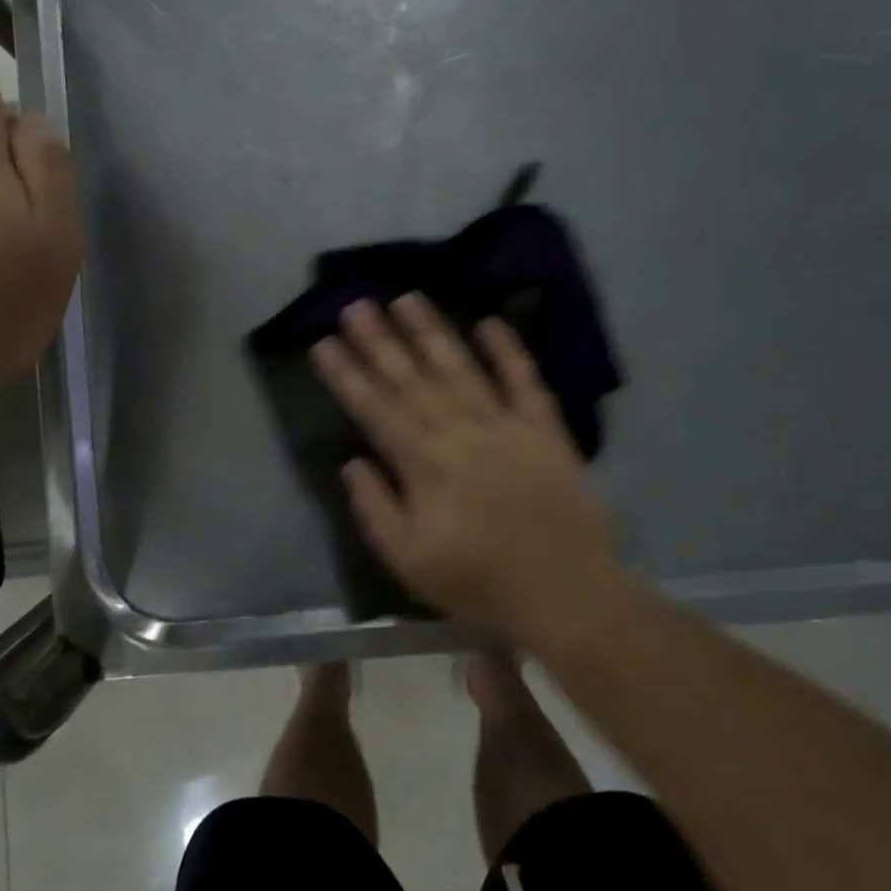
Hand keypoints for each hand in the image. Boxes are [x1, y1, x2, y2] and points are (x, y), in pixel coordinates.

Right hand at [310, 295, 619, 646]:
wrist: (566, 593)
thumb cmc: (480, 582)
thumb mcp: (409, 561)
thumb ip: (375, 508)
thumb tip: (352, 462)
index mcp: (424, 464)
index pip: (375, 409)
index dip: (347, 374)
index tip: (324, 342)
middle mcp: (460, 432)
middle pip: (412, 379)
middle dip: (380, 341)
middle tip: (356, 305)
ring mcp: (505, 425)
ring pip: (460, 369)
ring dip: (432, 332)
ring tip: (407, 298)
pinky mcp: (544, 430)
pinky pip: (525, 382)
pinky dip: (509, 351)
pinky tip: (491, 322)